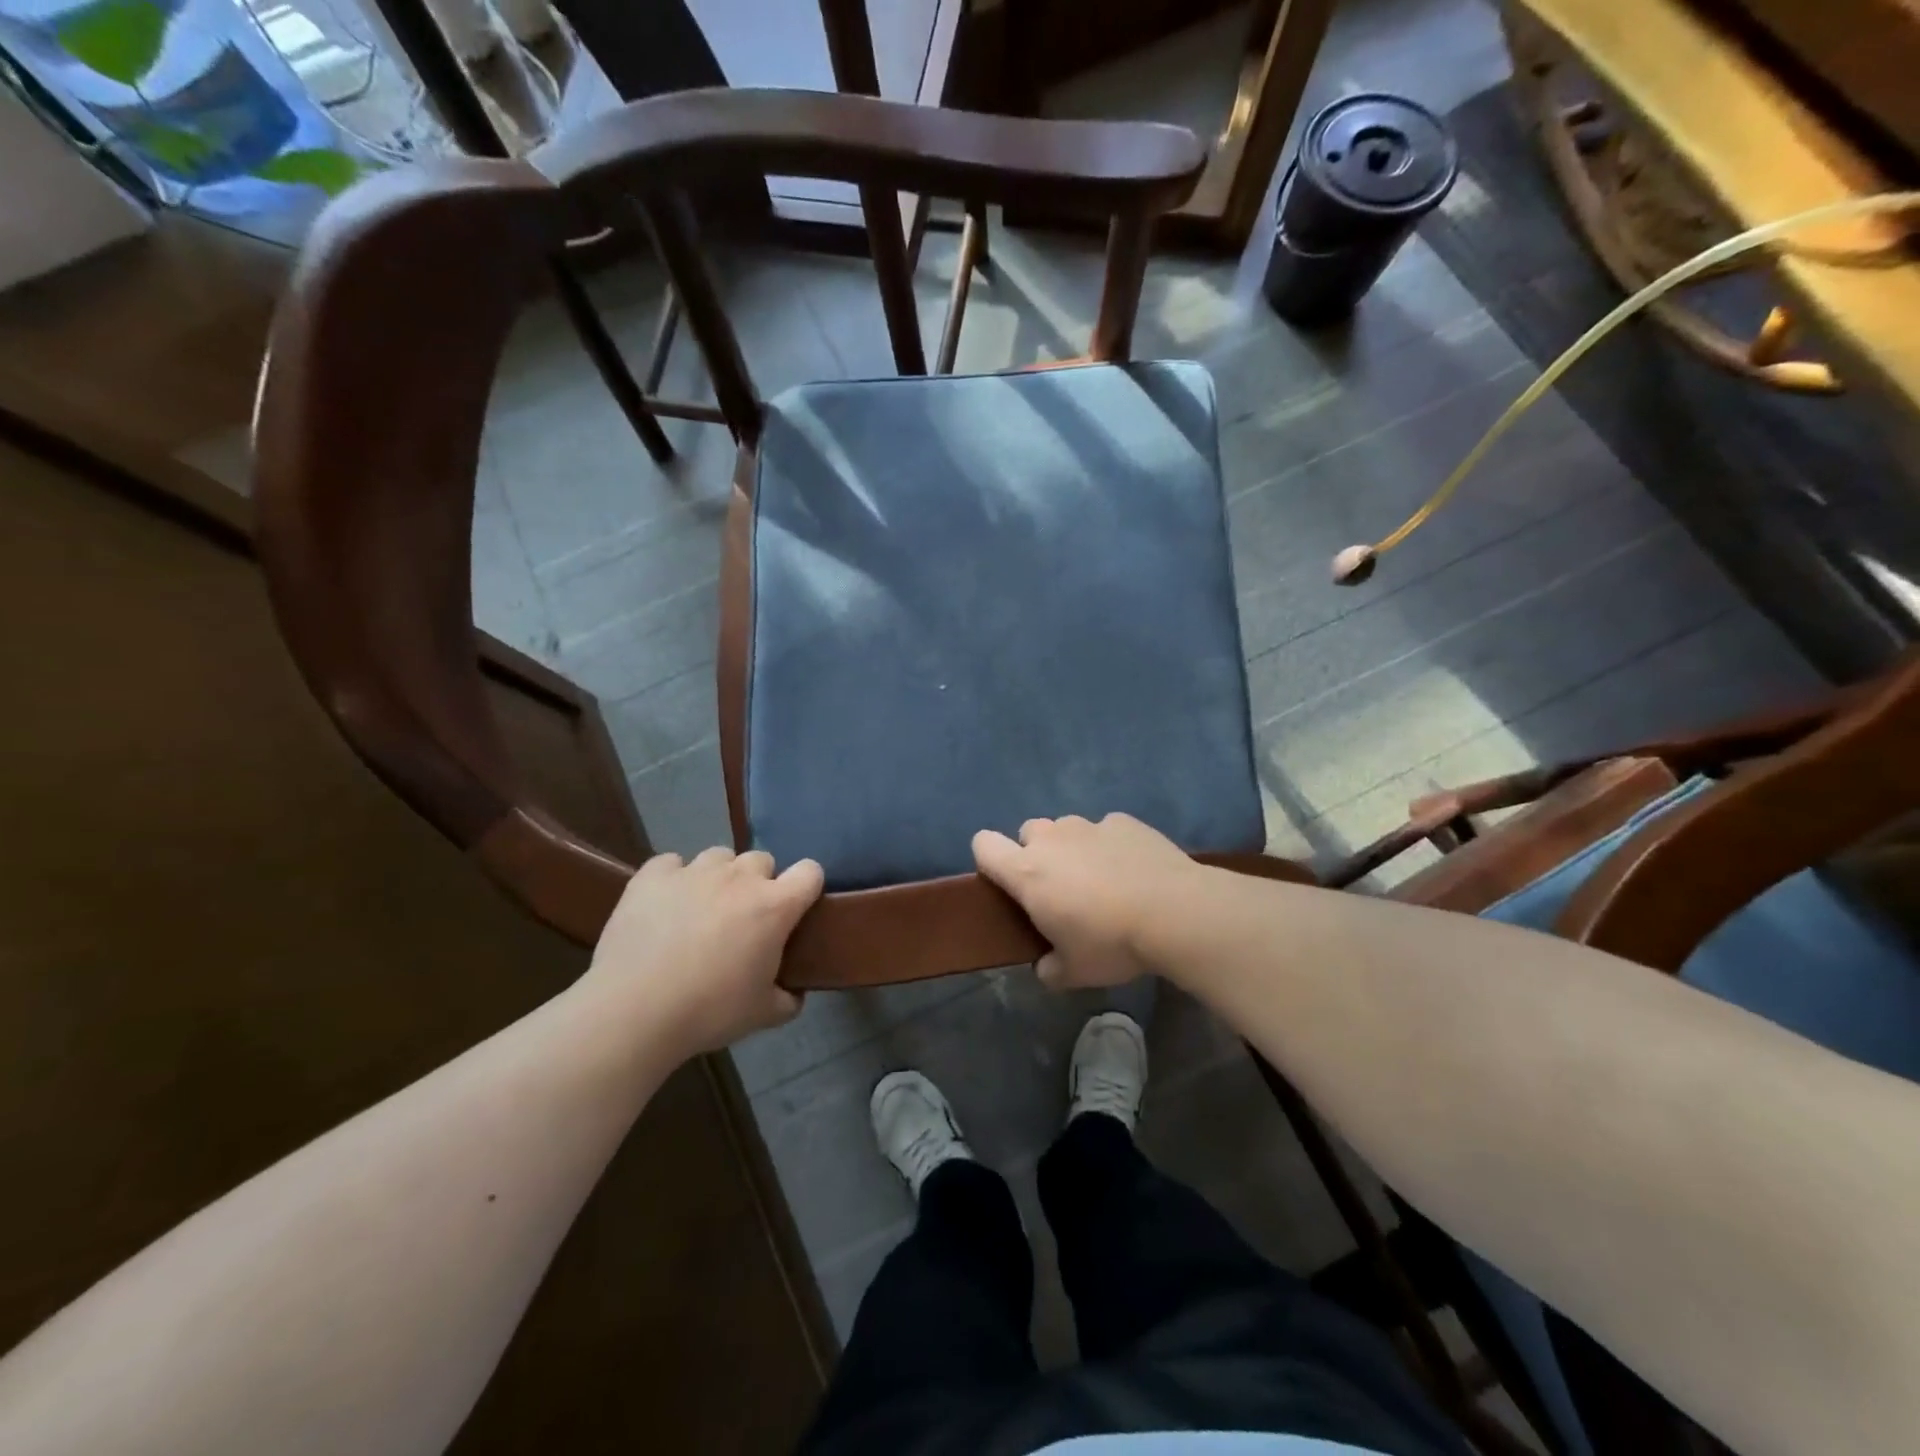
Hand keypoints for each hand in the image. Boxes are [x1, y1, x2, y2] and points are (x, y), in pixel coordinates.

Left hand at [583, 847, 823, 1052]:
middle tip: (743, 919)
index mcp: (775, 906)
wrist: (634, 1010)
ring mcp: (694, 871)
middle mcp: (739, 878)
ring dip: (718, 877)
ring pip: (719, 857)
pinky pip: (671, 863)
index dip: (806, 887)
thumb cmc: (709, 1011)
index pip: (810, 872)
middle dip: (758, 883)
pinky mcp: (653, 875)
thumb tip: (794, 994)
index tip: (796, 909)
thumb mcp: (762, 1015)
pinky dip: (672, 878)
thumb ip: (787, 999)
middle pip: (762, 860)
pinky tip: (664, 904)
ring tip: (702, 908)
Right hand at [972, 814, 1200, 989]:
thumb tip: (1045, 967)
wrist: (1175, 912)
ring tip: (1103, 880)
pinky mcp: (1124, 821)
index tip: (1006, 883)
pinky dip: (1112, 846)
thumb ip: (1049, 968)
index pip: (983, 845)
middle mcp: (1052, 839)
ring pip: (1067, 828)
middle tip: (1061, 888)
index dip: (989, 859)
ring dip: (1074, 848)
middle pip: (1028, 832)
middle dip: (1037, 854)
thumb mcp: (1074, 972)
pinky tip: (1134, 871)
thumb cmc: (1111, 942)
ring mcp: (1089, 825)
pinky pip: (1106, 829)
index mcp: (1027, 872)